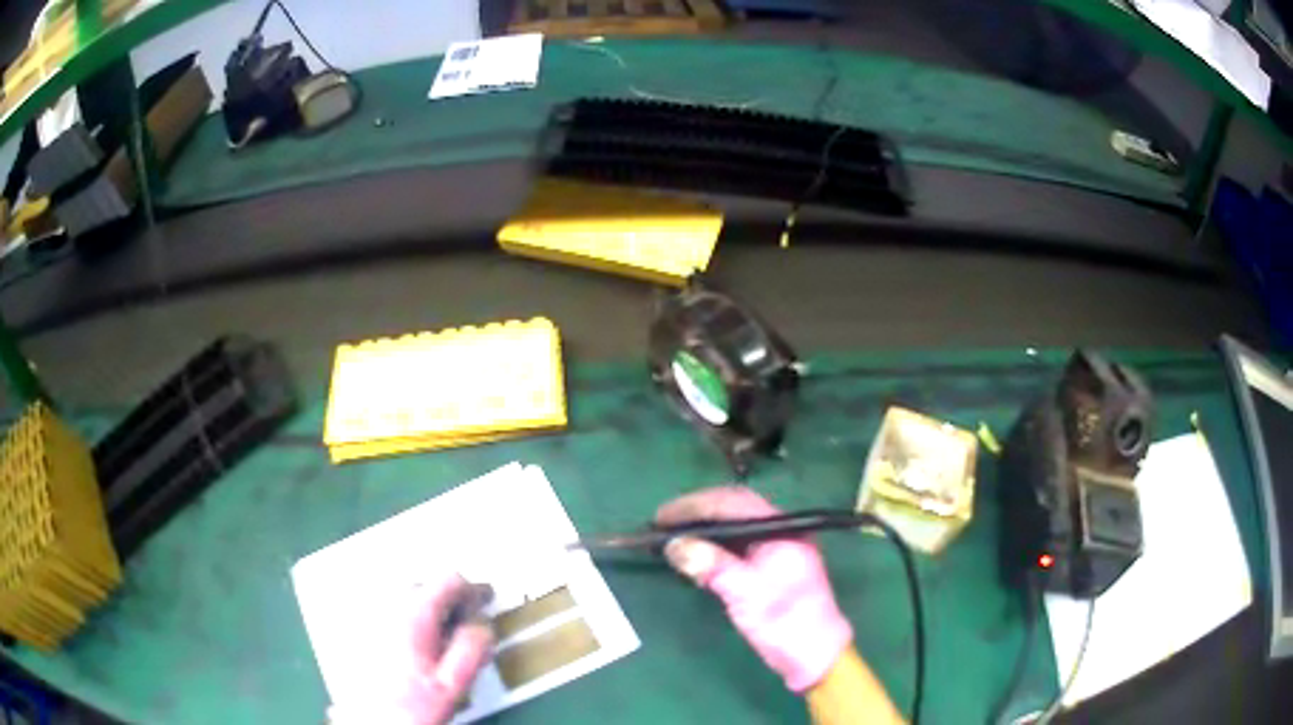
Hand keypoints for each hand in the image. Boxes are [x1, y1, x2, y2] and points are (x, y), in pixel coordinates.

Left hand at [330, 574, 493, 724]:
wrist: (370, 722)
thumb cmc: (409, 707)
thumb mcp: (452, 683)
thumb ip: (472, 648)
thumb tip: (483, 625)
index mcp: (414, 615)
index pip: (449, 580)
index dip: (473, 590)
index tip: (485, 602)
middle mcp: (387, 607)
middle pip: (426, 584)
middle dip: (449, 599)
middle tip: (467, 622)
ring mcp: (370, 616)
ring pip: (405, 596)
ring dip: (427, 608)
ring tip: (442, 636)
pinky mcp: (359, 629)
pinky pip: (388, 610)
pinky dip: (407, 618)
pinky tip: (415, 644)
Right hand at [657, 487, 852, 692]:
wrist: (813, 653)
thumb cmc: (786, 621)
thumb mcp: (747, 593)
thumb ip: (713, 565)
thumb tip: (674, 545)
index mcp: (781, 529)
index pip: (733, 502)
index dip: (695, 505)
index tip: (662, 515)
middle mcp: (779, 531)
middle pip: (733, 508)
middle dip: (697, 512)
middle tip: (662, 523)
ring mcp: (775, 548)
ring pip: (733, 526)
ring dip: (703, 528)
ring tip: (670, 536)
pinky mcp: (768, 567)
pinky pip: (735, 545)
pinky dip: (712, 546)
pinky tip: (694, 556)